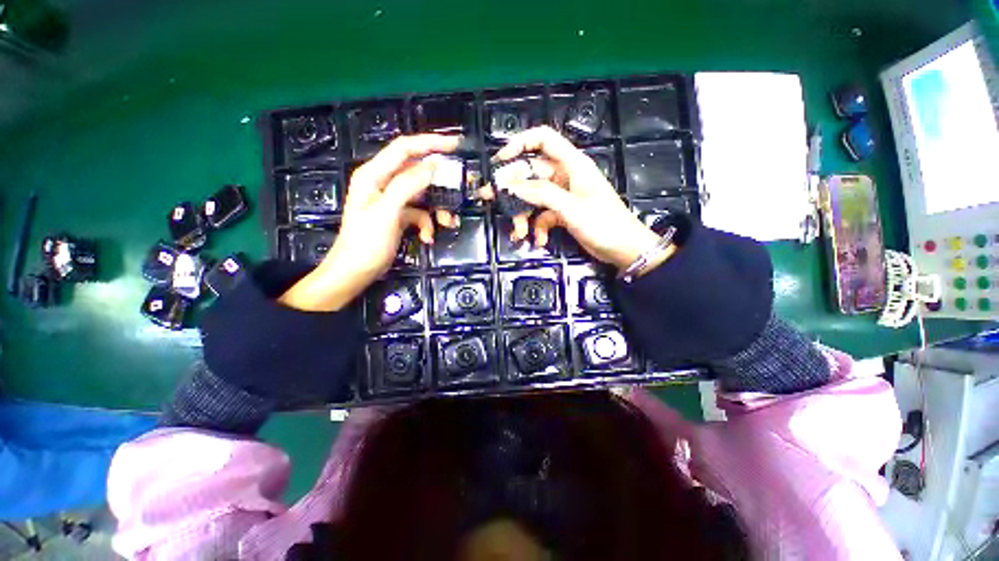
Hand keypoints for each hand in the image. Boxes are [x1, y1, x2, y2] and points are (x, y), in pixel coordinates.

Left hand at [279, 134, 460, 310]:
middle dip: (441, 181)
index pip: (405, 148)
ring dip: (438, 208)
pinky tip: (428, 238)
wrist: (355, 272)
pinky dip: (427, 224)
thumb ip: (407, 186)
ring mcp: (392, 200)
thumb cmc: (366, 243)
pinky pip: (420, 213)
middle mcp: (383, 183)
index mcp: (374, 174)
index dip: (430, 143)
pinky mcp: (399, 216)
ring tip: (448, 223)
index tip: (456, 145)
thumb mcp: (387, 213)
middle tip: (462, 186)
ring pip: (423, 195)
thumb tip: (432, 166)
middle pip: (418, 172)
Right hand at [488, 126, 667, 270]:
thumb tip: (510, 185)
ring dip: (523, 215)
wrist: (624, 249)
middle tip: (489, 198)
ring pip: (533, 198)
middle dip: (511, 188)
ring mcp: (562, 196)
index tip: (499, 161)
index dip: (519, 144)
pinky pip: (542, 216)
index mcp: (572, 164)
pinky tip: (538, 241)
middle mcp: (564, 176)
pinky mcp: (562, 213)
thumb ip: (541, 194)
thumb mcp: (570, 207)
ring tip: (519, 234)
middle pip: (531, 173)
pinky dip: (537, 228)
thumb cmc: (603, 223)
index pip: (542, 139)